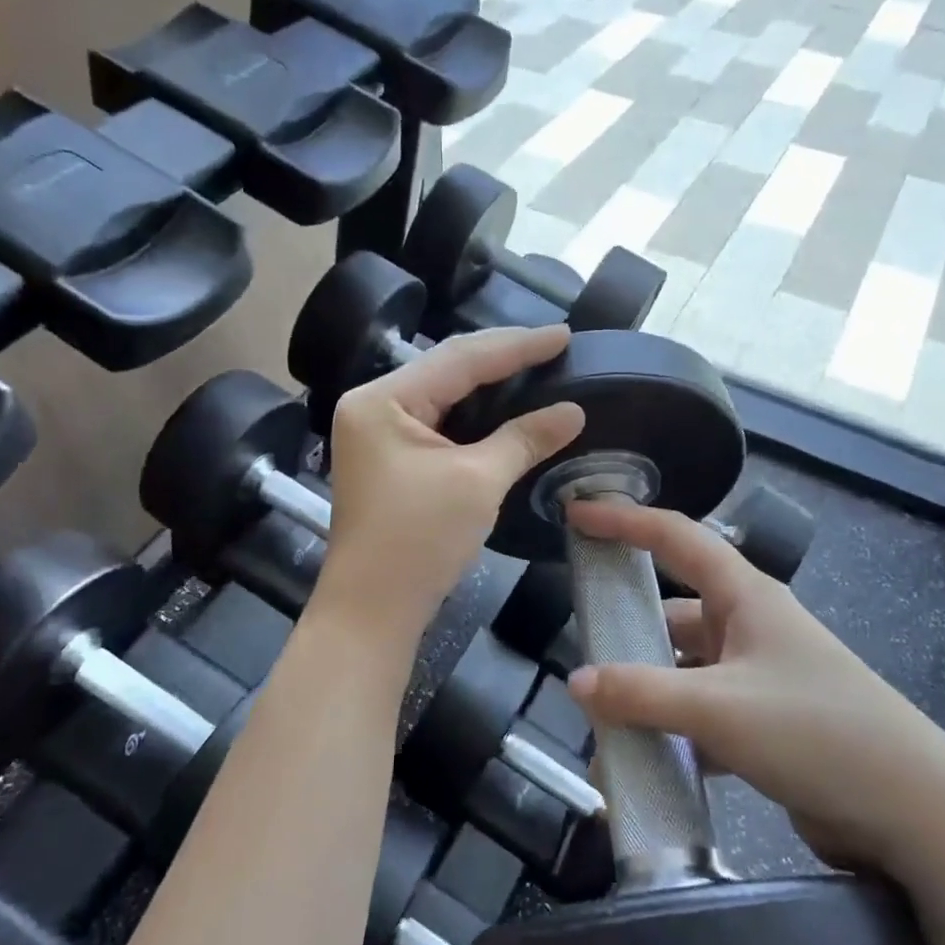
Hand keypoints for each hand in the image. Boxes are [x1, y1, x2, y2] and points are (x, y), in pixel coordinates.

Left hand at [319, 324, 583, 639]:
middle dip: (502, 358)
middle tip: (555, 346)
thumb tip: (572, 411)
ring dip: (489, 385)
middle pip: (447, 370)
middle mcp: (373, 406)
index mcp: (382, 400)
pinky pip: (438, 423)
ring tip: (538, 367)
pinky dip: (474, 416)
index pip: (459, 359)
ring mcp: (377, 433)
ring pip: (443, 395)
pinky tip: (506, 407)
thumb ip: (524, 438)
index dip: (516, 346)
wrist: (372, 611)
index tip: (564, 334)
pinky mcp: (389, 459)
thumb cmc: (418, 541)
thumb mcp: (477, 482)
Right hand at [562, 500, 944, 877]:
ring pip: (683, 669)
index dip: (623, 519)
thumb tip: (574, 684)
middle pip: (673, 610)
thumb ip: (641, 694)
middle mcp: (750, 627)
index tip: (575, 513)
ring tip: (600, 718)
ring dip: (646, 691)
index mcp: (745, 596)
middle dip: (627, 627)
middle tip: (579, 643)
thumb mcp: (719, 708)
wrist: (917, 815)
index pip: (674, 536)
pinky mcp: (765, 724)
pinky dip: (671, 732)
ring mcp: (759, 677)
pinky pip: (701, 715)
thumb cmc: (818, 732)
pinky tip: (642, 761)